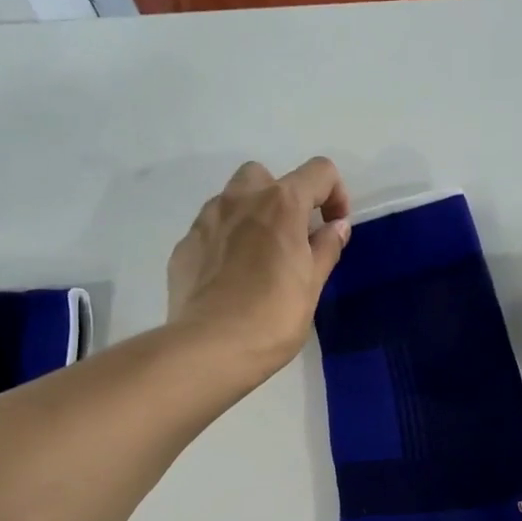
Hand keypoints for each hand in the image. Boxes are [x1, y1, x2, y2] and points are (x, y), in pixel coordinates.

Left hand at [166, 157, 351, 380]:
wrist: (210, 348)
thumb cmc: (273, 318)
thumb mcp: (311, 286)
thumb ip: (325, 249)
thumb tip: (337, 226)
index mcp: (281, 204)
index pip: (319, 172)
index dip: (335, 194)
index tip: (334, 227)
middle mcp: (240, 200)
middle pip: (265, 176)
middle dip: (282, 197)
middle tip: (290, 238)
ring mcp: (206, 220)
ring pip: (231, 200)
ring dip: (250, 217)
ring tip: (258, 260)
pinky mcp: (184, 246)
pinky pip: (210, 231)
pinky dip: (225, 243)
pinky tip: (230, 279)